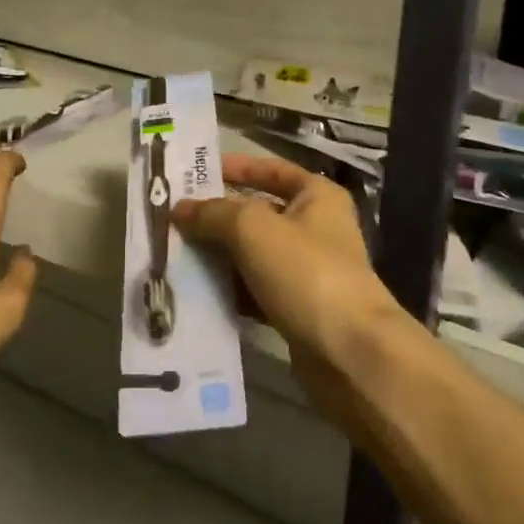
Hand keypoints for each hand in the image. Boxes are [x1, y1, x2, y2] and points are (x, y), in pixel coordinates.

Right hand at [175, 154, 409, 419]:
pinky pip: (255, 290)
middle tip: (173, 217)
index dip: (235, 168)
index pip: (270, 170)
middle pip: (257, 213)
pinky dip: (230, 290)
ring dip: (218, 255)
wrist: (351, 355)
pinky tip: (196, 293)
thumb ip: (213, 213)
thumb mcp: (253, 228)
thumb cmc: (306, 272)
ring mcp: (307, 271)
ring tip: (174, 254)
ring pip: (252, 254)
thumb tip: (179, 209)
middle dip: (217, 216)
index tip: (195, 173)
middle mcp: (315, 228)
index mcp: (316, 196)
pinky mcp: (297, 309)